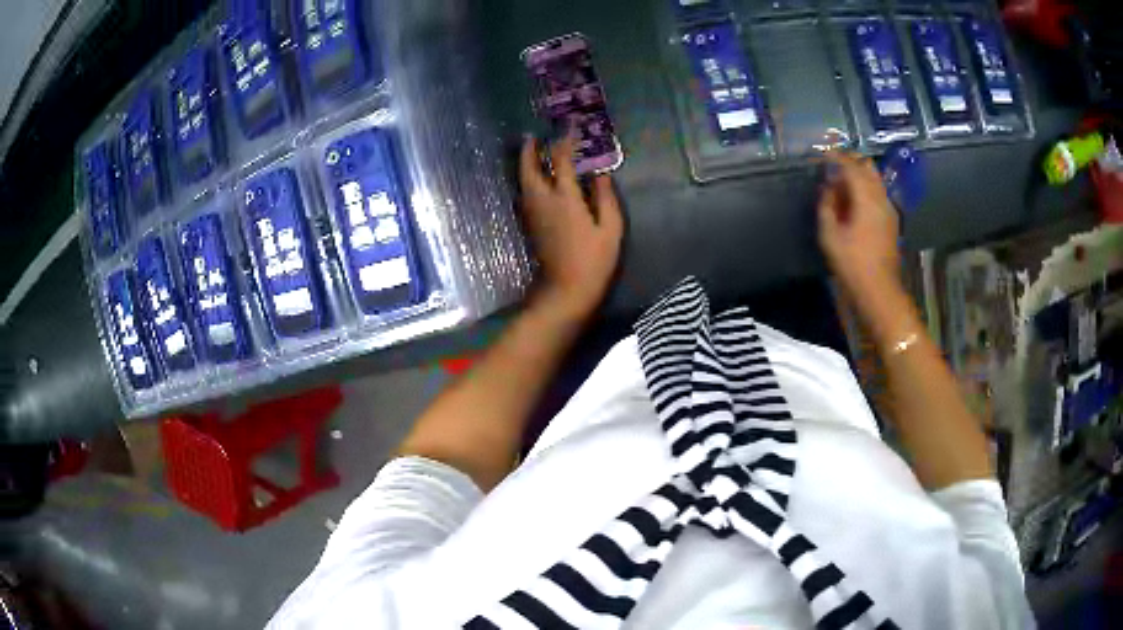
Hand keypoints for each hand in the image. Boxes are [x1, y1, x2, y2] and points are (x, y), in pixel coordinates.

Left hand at [519, 135, 623, 322]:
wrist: (567, 290)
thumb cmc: (594, 260)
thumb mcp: (611, 228)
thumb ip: (605, 197)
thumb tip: (600, 174)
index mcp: (565, 198)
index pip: (562, 160)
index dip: (565, 141)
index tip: (570, 127)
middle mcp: (543, 201)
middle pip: (529, 169)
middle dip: (529, 151)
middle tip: (531, 137)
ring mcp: (533, 214)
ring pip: (523, 182)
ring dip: (525, 165)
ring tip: (531, 154)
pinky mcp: (530, 226)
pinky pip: (524, 195)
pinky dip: (527, 181)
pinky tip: (534, 180)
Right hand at [817, 152, 901, 302]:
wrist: (879, 290)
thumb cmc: (852, 263)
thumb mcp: (830, 235)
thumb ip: (827, 206)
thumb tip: (827, 188)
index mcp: (866, 197)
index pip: (851, 167)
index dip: (836, 157)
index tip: (823, 152)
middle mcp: (881, 198)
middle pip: (868, 168)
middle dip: (851, 162)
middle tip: (834, 165)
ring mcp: (889, 209)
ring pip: (875, 180)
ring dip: (859, 176)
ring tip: (842, 184)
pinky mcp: (891, 221)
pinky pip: (878, 194)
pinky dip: (866, 189)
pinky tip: (854, 201)